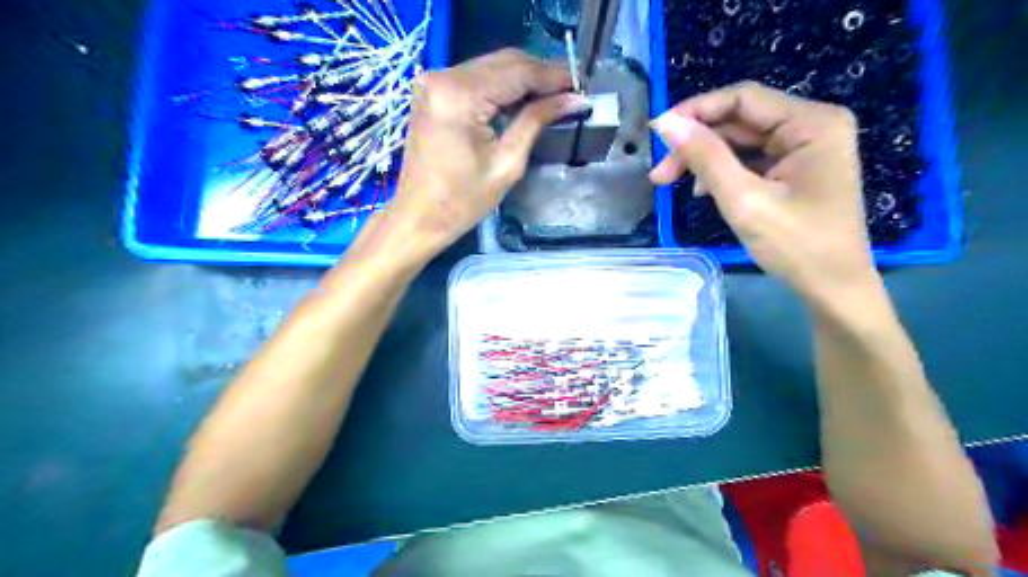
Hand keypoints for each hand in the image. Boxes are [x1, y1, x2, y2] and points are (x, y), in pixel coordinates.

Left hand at [373, 50, 589, 264]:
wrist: (419, 217)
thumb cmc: (463, 201)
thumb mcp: (508, 163)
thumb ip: (537, 121)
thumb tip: (575, 100)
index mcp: (459, 95)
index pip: (518, 72)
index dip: (553, 76)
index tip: (582, 85)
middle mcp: (443, 77)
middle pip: (504, 61)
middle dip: (541, 74)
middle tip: (571, 91)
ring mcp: (434, 81)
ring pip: (492, 66)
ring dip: (524, 79)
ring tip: (554, 96)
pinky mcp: (433, 91)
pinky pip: (477, 78)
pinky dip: (502, 86)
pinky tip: (524, 99)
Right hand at [655, 83, 878, 299]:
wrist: (833, 289)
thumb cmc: (796, 246)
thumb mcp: (744, 200)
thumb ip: (705, 157)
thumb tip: (666, 123)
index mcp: (812, 123)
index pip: (743, 98)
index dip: (696, 111)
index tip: (658, 133)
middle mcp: (812, 125)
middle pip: (740, 120)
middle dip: (696, 143)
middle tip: (659, 175)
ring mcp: (805, 148)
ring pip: (741, 140)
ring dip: (705, 159)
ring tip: (673, 185)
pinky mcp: (796, 168)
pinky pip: (751, 159)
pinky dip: (723, 171)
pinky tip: (704, 191)